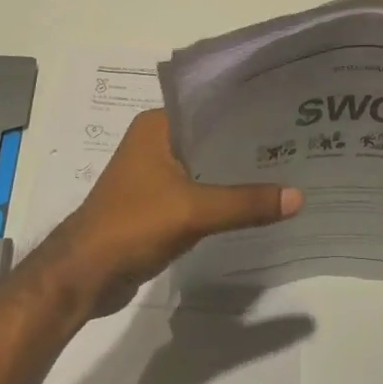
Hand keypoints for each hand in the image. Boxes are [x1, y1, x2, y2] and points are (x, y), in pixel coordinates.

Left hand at [44, 109, 302, 313]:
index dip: (247, 111)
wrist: (84, 276)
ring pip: (206, 166)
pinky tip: (255, 203)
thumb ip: (245, 203)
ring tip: (285, 170)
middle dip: (247, 145)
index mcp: (157, 125)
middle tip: (295, 145)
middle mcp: (155, 141)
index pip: (211, 107)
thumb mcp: (194, 211)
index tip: (285, 115)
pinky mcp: (157, 203)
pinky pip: (199, 192)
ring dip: (235, 173)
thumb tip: (299, 197)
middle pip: (211, 138)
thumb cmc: (132, 225)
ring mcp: (154, 174)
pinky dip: (222, 197)